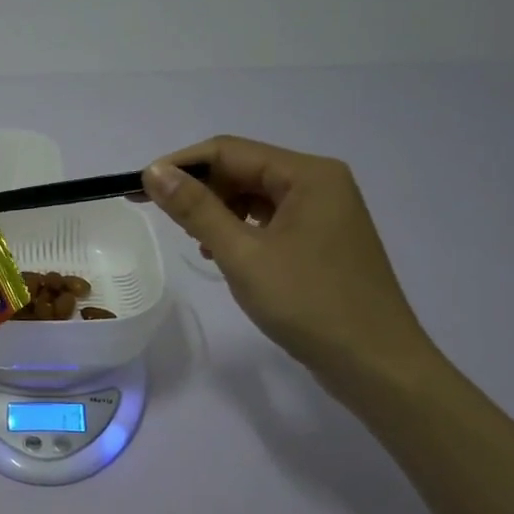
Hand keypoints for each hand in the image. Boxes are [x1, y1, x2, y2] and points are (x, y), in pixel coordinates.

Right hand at [145, 137, 435, 395]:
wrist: (374, 363)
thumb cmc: (308, 304)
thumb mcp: (243, 255)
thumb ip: (197, 210)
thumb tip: (155, 171)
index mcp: (308, 175)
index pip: (230, 150)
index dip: (181, 165)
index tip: (139, 188)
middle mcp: (321, 183)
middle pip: (245, 170)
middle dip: (202, 190)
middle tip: (163, 218)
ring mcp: (326, 213)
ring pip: (257, 197)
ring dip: (220, 212)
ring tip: (196, 242)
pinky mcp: (324, 241)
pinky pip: (273, 221)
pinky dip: (242, 231)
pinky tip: (225, 254)